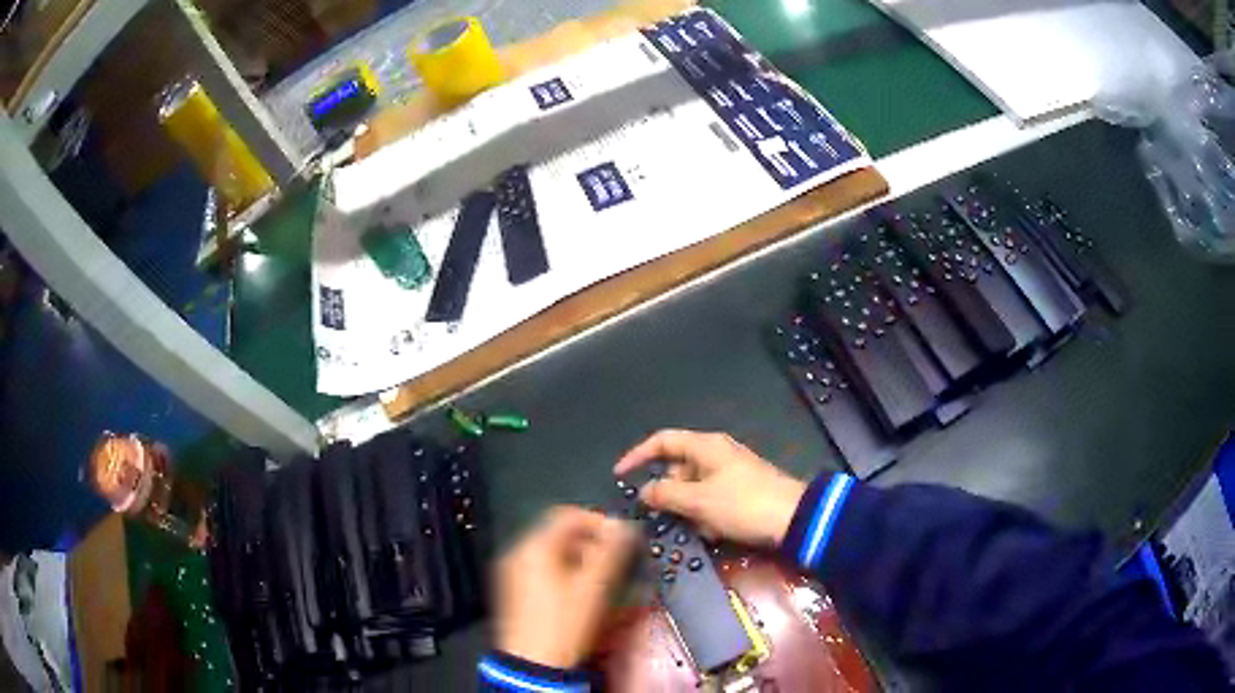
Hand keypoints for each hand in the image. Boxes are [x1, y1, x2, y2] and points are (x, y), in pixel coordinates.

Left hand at [494, 506, 636, 668]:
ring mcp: (513, 573)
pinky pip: (543, 570)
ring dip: (580, 559)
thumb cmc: (563, 624)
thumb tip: (624, 526)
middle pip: (560, 534)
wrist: (533, 664)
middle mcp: (518, 554)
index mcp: (533, 547)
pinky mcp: (515, 591)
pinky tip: (580, 593)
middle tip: (614, 561)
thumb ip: (611, 552)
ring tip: (602, 579)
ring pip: (553, 554)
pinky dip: (565, 573)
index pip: (568, 515)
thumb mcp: (593, 587)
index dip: (599, 522)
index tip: (621, 538)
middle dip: (591, 544)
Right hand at [614, 429, 806, 546]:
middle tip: (663, 516)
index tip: (619, 476)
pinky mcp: (742, 491)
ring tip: (697, 527)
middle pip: (678, 468)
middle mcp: (717, 453)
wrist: (793, 519)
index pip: (662, 441)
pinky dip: (706, 514)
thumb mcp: (698, 501)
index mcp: (706, 446)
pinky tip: (715, 531)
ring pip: (694, 488)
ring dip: (689, 509)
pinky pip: (711, 500)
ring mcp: (731, 472)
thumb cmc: (742, 504)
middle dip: (669, 493)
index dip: (638, 455)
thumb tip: (644, 491)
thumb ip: (665, 495)